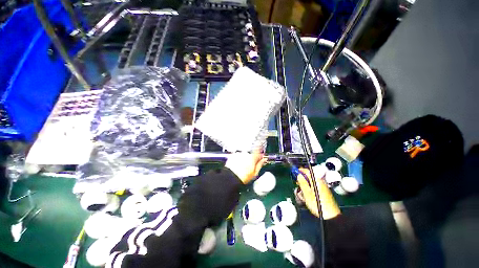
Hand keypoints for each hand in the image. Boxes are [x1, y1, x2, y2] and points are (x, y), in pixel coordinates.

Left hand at [225, 150, 266, 183]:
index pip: (259, 153)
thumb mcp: (255, 173)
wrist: (231, 177)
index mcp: (253, 157)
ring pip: (244, 155)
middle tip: (250, 166)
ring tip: (242, 167)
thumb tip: (264, 160)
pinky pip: (238, 156)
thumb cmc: (243, 177)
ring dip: (245, 159)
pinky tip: (238, 165)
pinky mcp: (233, 155)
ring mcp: (239, 154)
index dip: (260, 156)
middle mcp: (246, 154)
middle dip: (251, 158)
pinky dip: (239, 159)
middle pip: (251, 154)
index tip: (260, 158)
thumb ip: (260, 164)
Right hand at [296, 168, 340, 219]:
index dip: (300, 170)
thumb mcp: (306, 193)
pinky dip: (308, 191)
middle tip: (297, 185)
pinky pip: (313, 188)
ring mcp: (322, 187)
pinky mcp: (323, 193)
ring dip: (304, 187)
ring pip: (310, 183)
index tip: (294, 172)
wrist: (330, 216)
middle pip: (308, 177)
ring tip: (302, 195)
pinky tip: (307, 198)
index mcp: (316, 180)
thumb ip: (302, 182)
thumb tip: (299, 175)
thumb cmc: (317, 204)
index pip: (307, 171)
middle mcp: (320, 182)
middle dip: (301, 180)